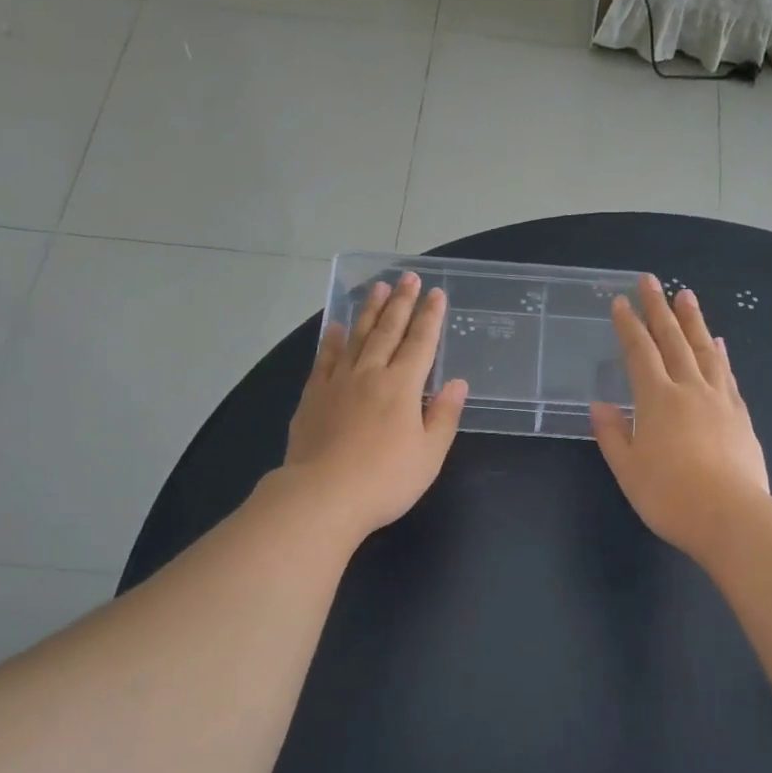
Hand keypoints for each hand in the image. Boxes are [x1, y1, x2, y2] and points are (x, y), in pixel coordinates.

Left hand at [282, 272, 468, 537]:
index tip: (436, 294)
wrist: (323, 495)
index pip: (421, 344)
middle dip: (401, 303)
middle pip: (388, 331)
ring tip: (378, 289)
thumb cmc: (386, 480)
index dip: (430, 318)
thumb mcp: (429, 455)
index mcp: (403, 387)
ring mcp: (338, 382)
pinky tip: (335, 327)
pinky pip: (325, 359)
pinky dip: (332, 340)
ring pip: (356, 337)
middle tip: (408, 277)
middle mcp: (371, 374)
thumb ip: (444, 416)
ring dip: (369, 311)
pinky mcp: (313, 396)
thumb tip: (457, 384)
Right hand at [589, 274, 769, 558]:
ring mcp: (719, 399)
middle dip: (659, 309)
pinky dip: (719, 353)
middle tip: (651, 280)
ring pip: (704, 350)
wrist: (731, 516)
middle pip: (673, 340)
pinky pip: (726, 373)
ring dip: (693, 321)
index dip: (628, 325)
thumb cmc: (670, 497)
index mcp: (657, 400)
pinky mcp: (740, 415)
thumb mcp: (629, 470)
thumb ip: (614, 435)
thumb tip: (600, 406)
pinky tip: (718, 343)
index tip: (620, 302)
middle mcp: (689, 389)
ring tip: (686, 295)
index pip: (639, 352)